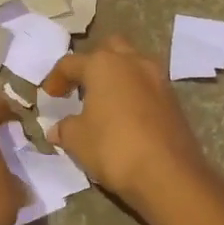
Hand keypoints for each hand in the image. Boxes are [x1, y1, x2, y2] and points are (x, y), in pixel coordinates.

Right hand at [42, 36, 210, 211]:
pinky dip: (134, 94)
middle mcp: (133, 62)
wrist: (169, 175)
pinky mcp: (174, 100)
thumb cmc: (114, 148)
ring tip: (104, 101)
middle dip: (93, 63)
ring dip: (117, 77)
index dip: (55, 79)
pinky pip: (148, 86)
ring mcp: (158, 79)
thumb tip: (56, 129)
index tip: (49, 97)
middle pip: (109, 49)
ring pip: (133, 64)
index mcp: (104, 65)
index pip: (71, 63)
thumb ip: (64, 128)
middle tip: (82, 86)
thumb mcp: (77, 140)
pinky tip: (125, 117)